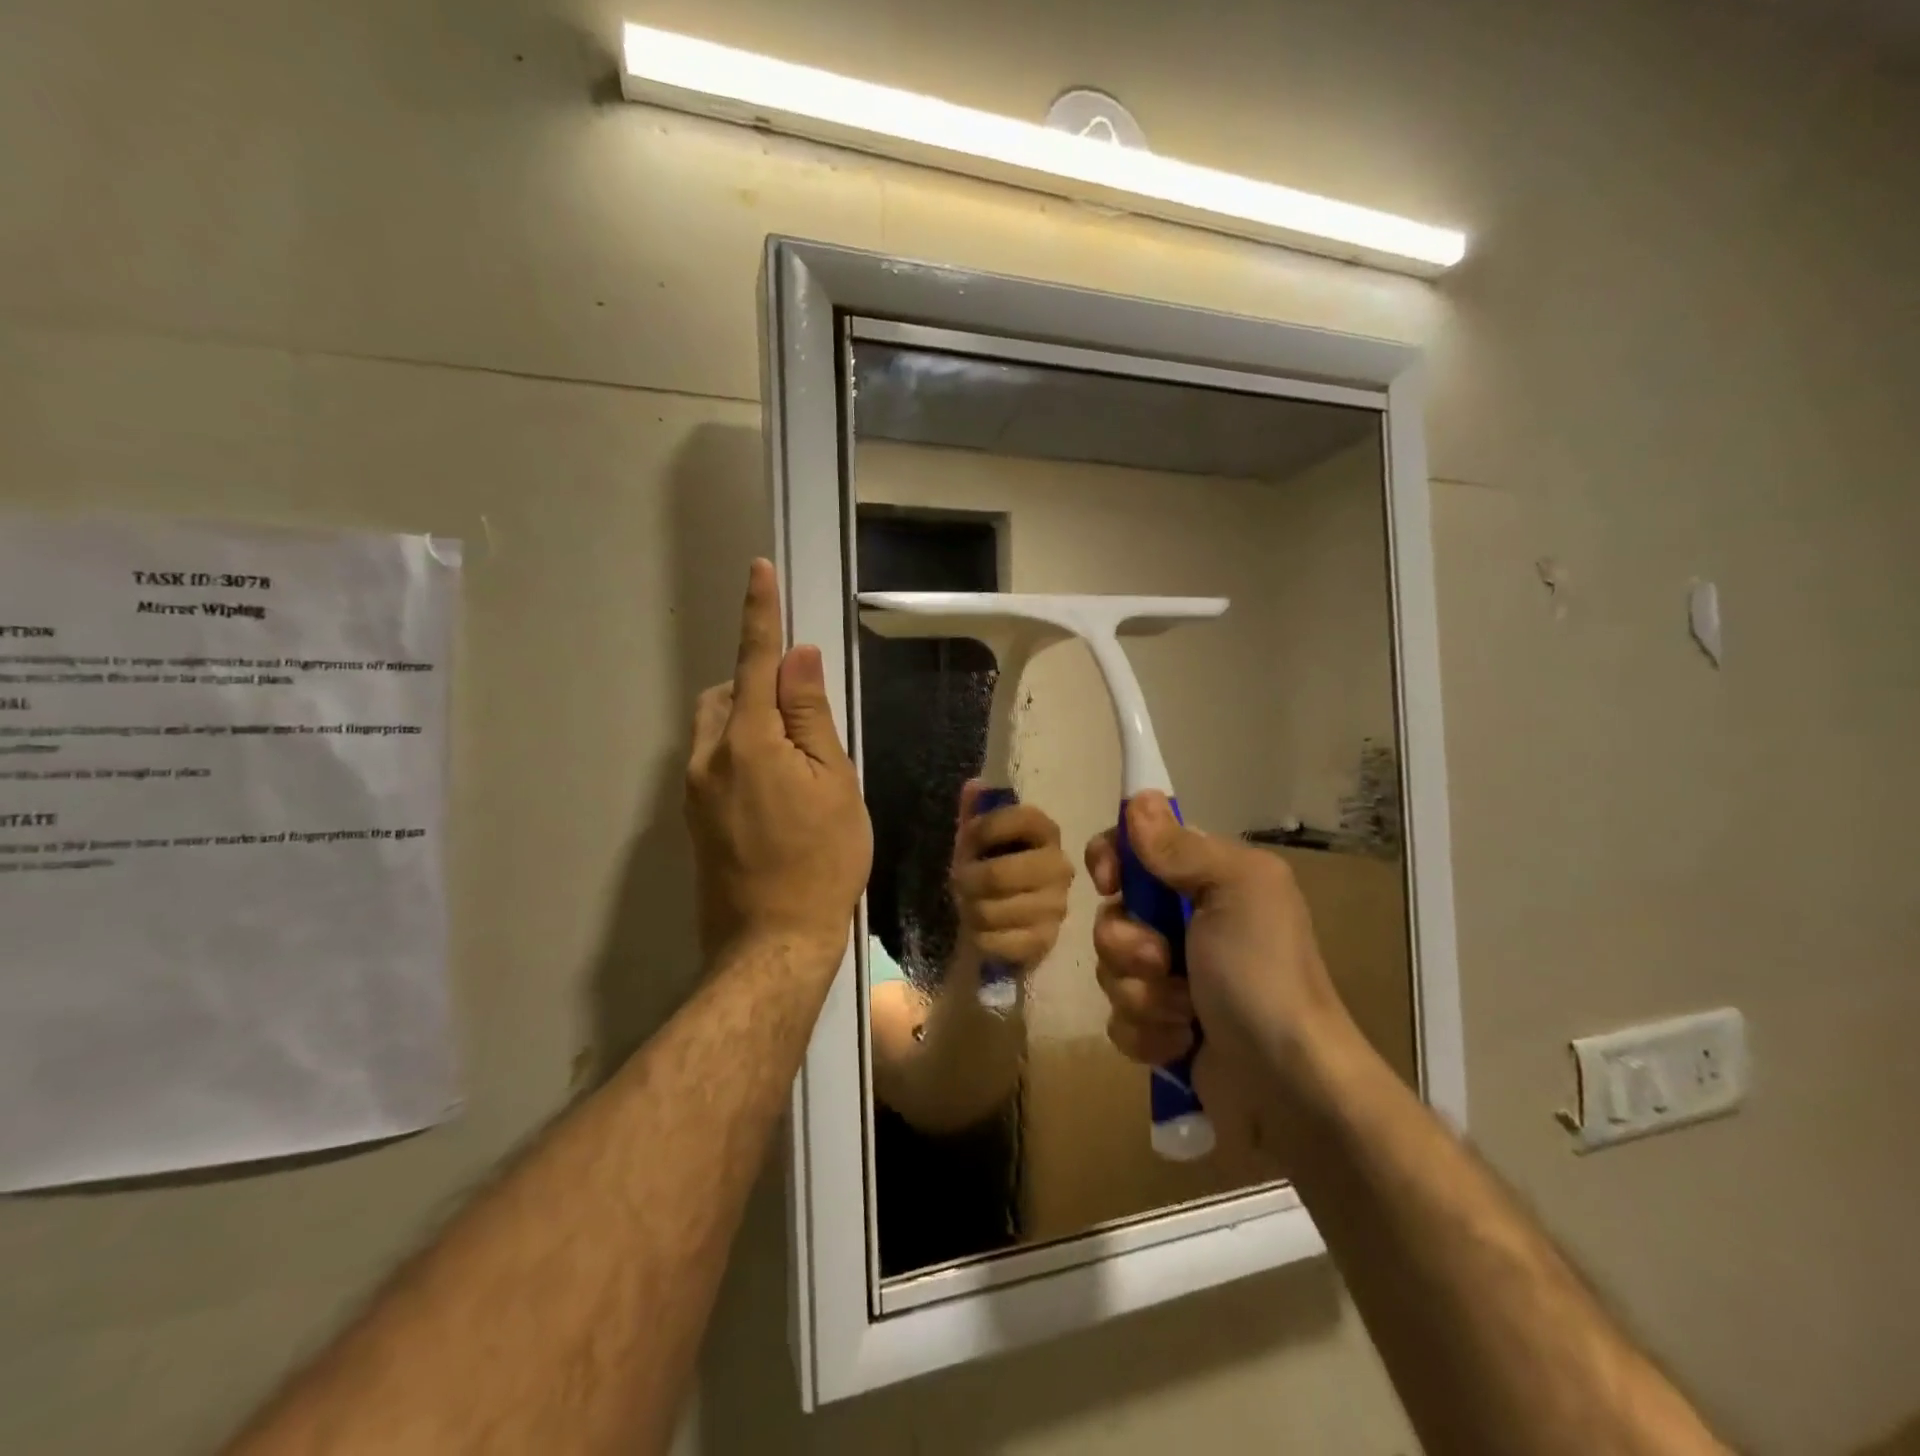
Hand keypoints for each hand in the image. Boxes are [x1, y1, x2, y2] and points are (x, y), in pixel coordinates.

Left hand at [685, 560, 872, 965]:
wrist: (772, 942)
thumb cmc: (822, 860)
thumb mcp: (834, 782)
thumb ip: (810, 716)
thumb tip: (797, 658)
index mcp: (747, 741)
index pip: (755, 661)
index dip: (760, 614)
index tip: (759, 571)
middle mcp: (707, 757)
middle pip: (725, 693)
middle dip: (757, 685)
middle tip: (805, 721)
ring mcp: (693, 791)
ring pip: (716, 728)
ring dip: (749, 721)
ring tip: (796, 764)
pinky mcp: (693, 818)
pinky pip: (714, 761)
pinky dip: (742, 753)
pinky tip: (776, 795)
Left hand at [950, 782, 1073, 972]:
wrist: (1000, 920)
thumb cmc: (988, 867)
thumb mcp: (976, 837)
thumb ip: (975, 810)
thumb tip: (975, 786)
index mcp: (1045, 831)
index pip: (1020, 819)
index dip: (983, 829)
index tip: (967, 840)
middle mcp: (1059, 866)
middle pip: (998, 874)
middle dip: (968, 880)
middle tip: (960, 882)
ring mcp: (1056, 906)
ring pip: (992, 910)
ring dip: (971, 909)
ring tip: (971, 905)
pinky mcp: (1045, 941)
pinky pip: (998, 940)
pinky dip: (980, 937)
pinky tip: (982, 930)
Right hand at [1088, 793, 1353, 1160]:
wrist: (1288, 1084)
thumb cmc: (1262, 974)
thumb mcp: (1234, 890)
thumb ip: (1180, 847)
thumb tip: (1138, 800)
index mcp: (1207, 881)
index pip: (1134, 849)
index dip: (1111, 859)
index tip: (1109, 881)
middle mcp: (1185, 923)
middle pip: (1112, 913)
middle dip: (1128, 943)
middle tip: (1163, 961)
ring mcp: (1171, 978)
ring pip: (1110, 969)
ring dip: (1141, 994)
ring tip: (1184, 1013)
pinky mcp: (1161, 1027)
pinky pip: (1119, 1019)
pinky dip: (1147, 1033)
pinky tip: (1180, 1043)